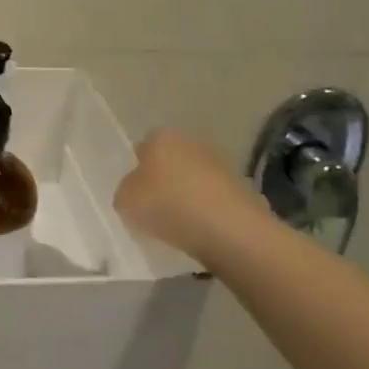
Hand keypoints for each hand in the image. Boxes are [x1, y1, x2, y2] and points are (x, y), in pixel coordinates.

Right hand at [113, 129, 269, 259]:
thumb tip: (135, 190)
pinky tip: (201, 230)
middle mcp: (192, 142)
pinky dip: (207, 210)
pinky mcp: (243, 188)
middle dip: (163, 180)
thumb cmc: (169, 206)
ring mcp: (221, 164)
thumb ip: (125, 191)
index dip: (136, 170)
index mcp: (161, 137)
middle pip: (170, 161)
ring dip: (186, 195)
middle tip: (153, 208)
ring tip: (178, 224)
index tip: (134, 194)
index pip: (142, 148)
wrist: (231, 231)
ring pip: (193, 178)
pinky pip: (213, 198)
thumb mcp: (125, 201)